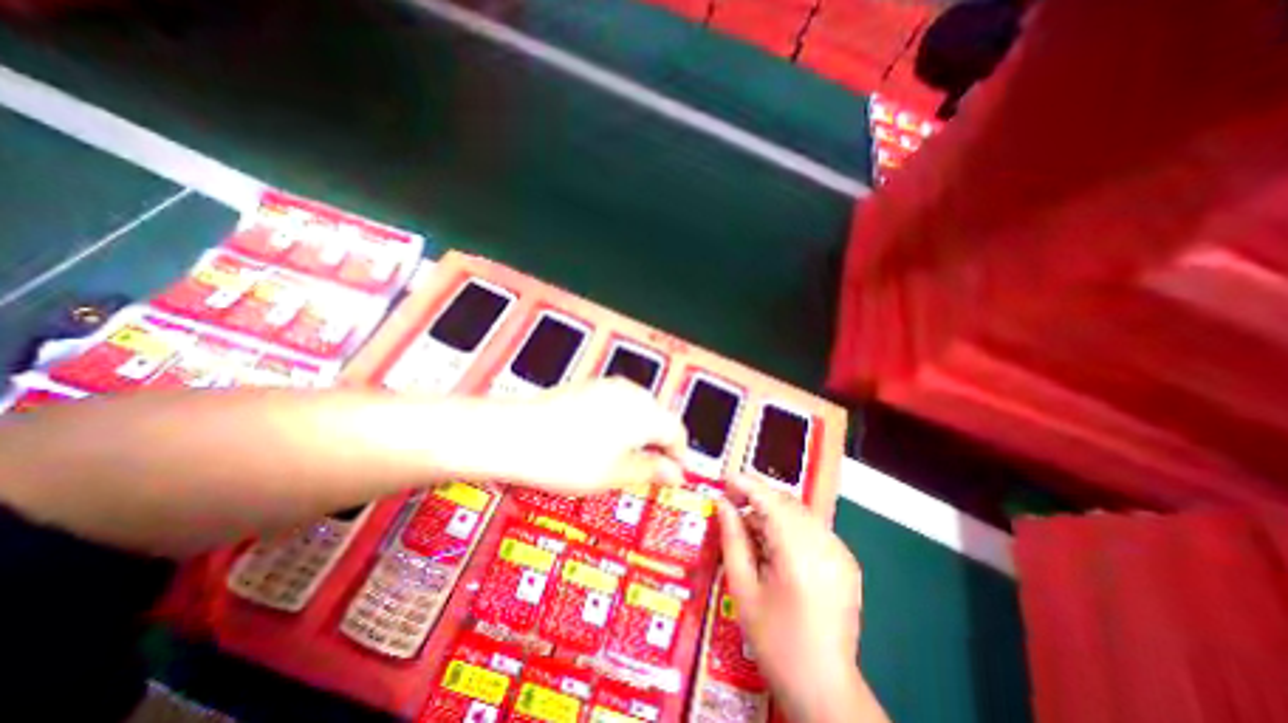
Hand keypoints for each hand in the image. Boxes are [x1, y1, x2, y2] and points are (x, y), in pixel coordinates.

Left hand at [485, 380, 683, 495]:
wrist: (516, 435)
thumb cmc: (566, 457)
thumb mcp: (616, 473)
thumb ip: (651, 471)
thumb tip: (675, 474)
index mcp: (644, 413)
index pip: (677, 431)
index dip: (678, 454)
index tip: (673, 472)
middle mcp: (630, 393)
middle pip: (658, 418)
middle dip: (658, 443)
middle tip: (649, 470)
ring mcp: (608, 386)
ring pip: (638, 410)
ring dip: (639, 432)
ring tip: (624, 457)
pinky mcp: (590, 386)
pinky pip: (618, 403)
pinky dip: (620, 422)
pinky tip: (602, 440)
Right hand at [719, 477, 868, 719]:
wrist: (825, 690)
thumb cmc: (775, 642)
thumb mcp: (743, 590)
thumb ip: (732, 540)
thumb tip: (722, 504)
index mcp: (798, 555)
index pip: (770, 500)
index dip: (746, 485)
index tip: (725, 480)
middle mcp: (825, 545)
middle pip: (786, 502)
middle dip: (758, 498)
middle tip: (733, 508)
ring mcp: (840, 552)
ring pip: (799, 512)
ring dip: (772, 512)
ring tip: (751, 532)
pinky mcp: (846, 561)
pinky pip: (812, 528)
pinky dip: (790, 526)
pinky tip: (776, 548)